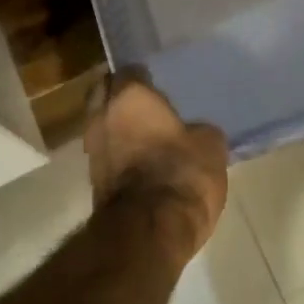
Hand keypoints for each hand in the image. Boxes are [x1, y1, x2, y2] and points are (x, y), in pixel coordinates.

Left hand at [84, 67, 228, 266]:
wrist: (149, 232)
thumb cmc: (182, 174)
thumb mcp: (210, 146)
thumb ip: (198, 130)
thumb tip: (193, 133)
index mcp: (130, 96)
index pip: (131, 71)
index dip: (145, 77)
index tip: (159, 85)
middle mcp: (103, 115)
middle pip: (104, 92)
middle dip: (119, 95)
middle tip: (145, 104)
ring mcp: (93, 149)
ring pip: (101, 124)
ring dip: (117, 126)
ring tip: (144, 133)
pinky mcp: (92, 180)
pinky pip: (106, 153)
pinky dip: (118, 152)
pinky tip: (139, 158)